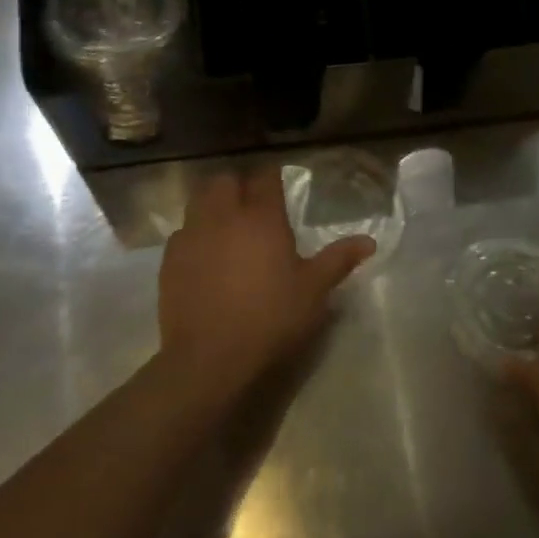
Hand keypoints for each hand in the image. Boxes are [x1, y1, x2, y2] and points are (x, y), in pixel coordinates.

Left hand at [157, 168, 373, 403]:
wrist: (211, 359)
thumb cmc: (271, 319)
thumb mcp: (314, 291)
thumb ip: (339, 260)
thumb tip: (369, 241)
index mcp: (261, 217)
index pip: (265, 178)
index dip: (272, 179)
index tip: (280, 188)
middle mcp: (223, 216)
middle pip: (225, 181)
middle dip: (238, 186)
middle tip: (253, 208)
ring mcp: (192, 236)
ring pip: (198, 202)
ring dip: (213, 206)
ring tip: (227, 228)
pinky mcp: (169, 261)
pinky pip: (182, 233)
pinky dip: (194, 235)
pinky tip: (204, 257)